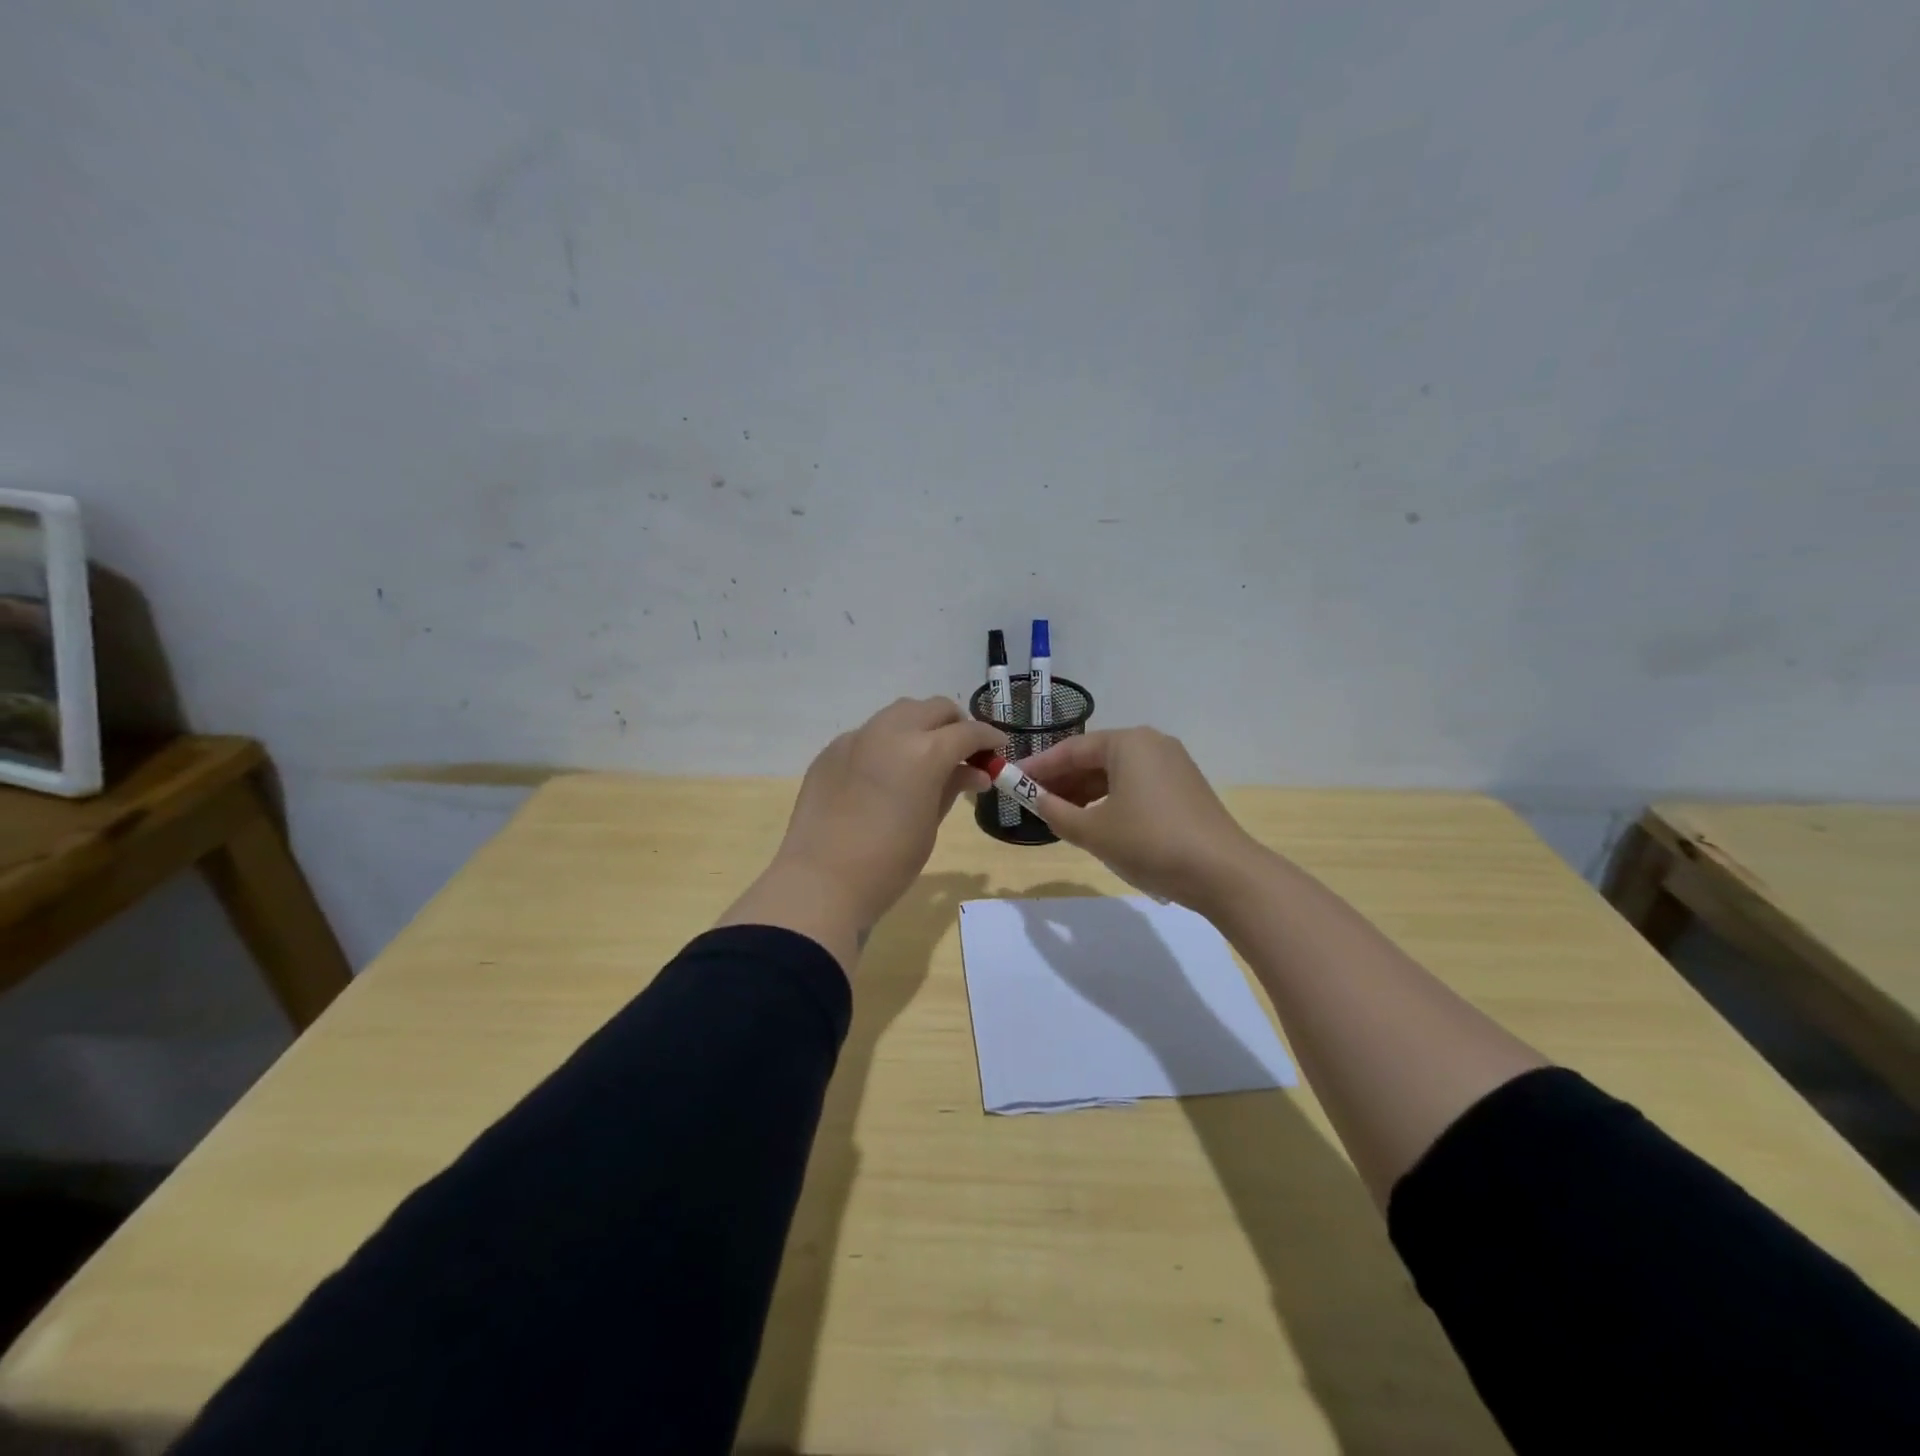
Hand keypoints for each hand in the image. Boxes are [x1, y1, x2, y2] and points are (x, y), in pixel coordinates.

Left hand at [718, 698, 1002, 965]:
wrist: (821, 881)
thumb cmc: (889, 863)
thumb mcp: (930, 824)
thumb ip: (953, 787)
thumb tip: (974, 772)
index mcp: (925, 751)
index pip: (968, 731)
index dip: (989, 738)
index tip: (998, 749)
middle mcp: (891, 732)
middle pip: (934, 708)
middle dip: (955, 724)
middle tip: (963, 752)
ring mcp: (857, 737)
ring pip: (899, 713)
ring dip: (920, 725)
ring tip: (925, 756)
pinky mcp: (831, 751)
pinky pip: (869, 733)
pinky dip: (888, 742)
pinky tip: (886, 772)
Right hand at [1022, 728, 1265, 915]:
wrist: (1222, 873)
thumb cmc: (1150, 842)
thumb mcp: (1093, 831)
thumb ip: (1056, 812)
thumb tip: (1037, 801)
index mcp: (1128, 743)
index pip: (1071, 749)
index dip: (1038, 766)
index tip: (1012, 780)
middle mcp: (1152, 744)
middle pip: (1094, 758)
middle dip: (1062, 779)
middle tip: (1032, 800)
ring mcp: (1172, 765)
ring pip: (1115, 773)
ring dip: (1084, 792)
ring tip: (1058, 814)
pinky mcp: (1184, 788)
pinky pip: (1135, 785)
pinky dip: (1110, 799)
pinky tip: (1095, 820)